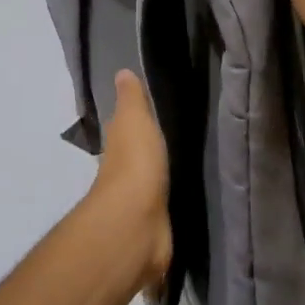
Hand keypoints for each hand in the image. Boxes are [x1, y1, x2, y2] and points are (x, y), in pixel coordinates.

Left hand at [89, 70, 172, 296]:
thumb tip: (121, 72)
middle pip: (137, 160)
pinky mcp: (154, 233)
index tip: (150, 115)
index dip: (134, 121)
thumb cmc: (135, 163)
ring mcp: (138, 207)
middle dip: (148, 156)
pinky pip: (163, 217)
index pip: (125, 128)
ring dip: (158, 186)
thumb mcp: (134, 119)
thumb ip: (131, 98)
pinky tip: (185, 212)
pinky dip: (167, 216)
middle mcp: (124, 175)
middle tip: (173, 145)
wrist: (137, 224)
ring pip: (149, 189)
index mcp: (120, 146)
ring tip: (184, 177)